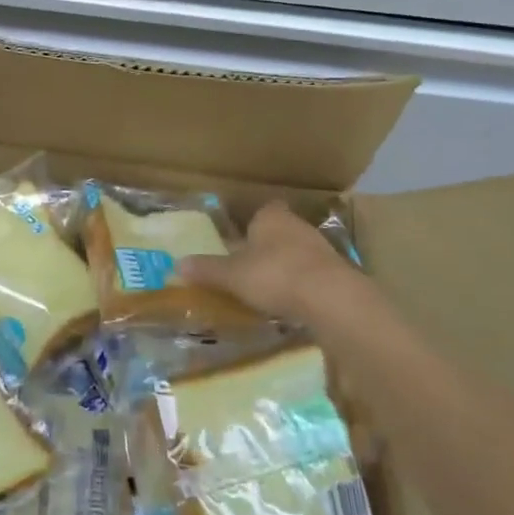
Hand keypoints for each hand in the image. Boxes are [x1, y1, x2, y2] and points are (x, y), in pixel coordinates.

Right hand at [179, 201, 366, 335]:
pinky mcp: (336, 272)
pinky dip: (302, 284)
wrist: (330, 297)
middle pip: (278, 231)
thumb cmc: (274, 275)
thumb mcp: (233, 275)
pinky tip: (293, 302)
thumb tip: (177, 265)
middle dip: (266, 247)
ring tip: (269, 289)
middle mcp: (297, 224)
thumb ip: (207, 270)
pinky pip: (312, 274)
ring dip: (286, 266)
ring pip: (297, 252)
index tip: (241, 242)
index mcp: (270, 216)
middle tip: (249, 268)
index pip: (261, 211)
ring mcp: (320, 247)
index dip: (251, 225)